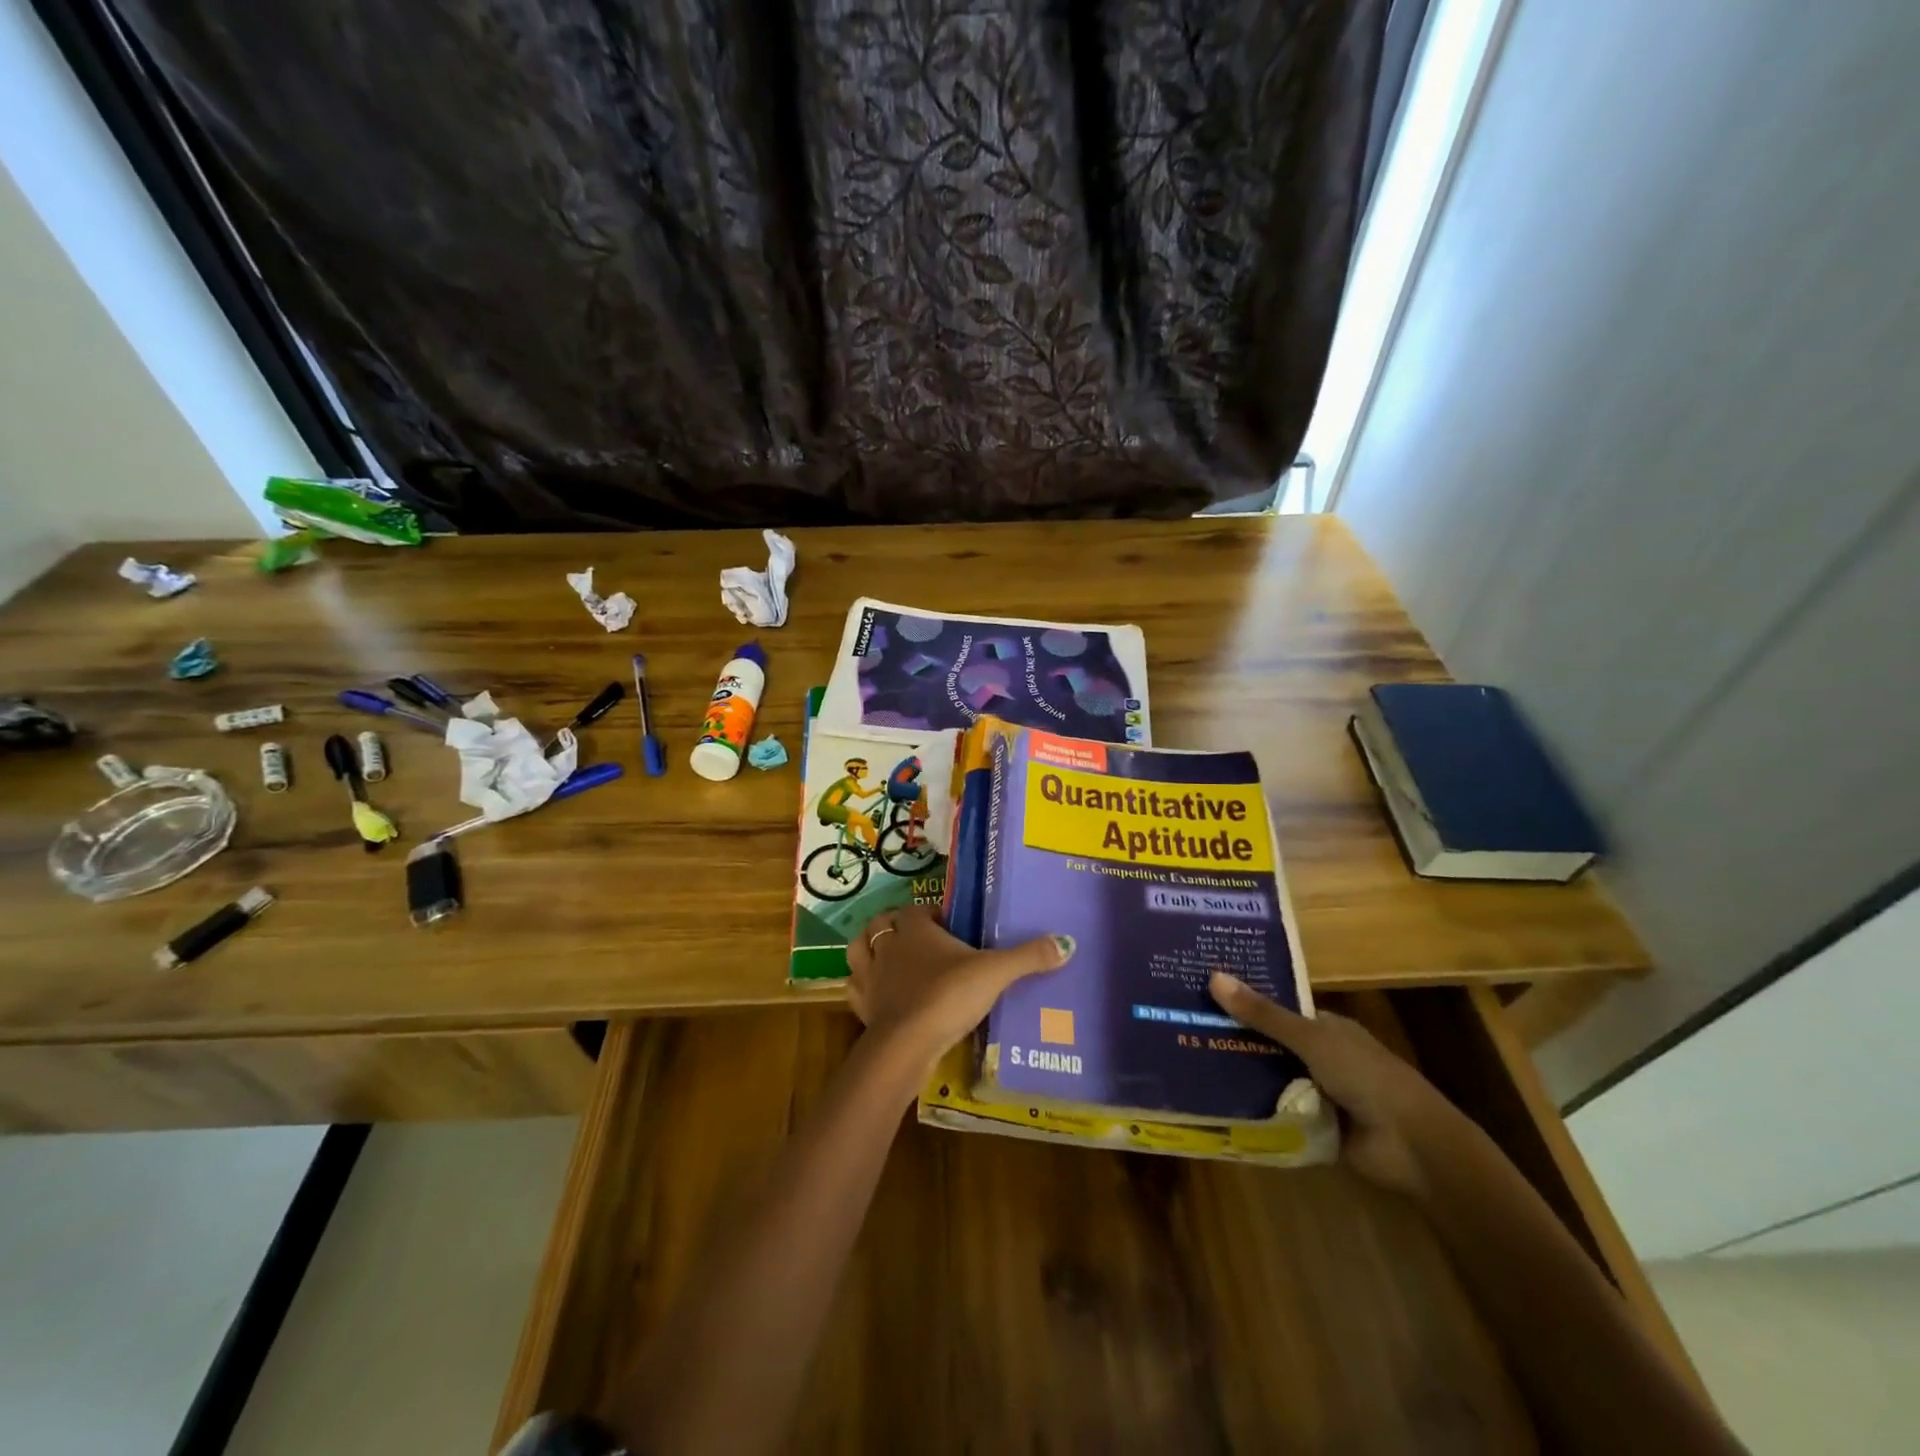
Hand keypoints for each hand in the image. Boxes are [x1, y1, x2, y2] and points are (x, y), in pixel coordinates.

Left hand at [846, 905, 1072, 1072]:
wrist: (906, 1043)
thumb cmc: (948, 995)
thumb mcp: (995, 973)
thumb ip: (1028, 957)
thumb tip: (1068, 942)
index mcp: (914, 928)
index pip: (917, 909)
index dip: (931, 913)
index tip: (948, 922)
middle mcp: (886, 945)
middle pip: (882, 924)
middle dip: (895, 926)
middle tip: (919, 938)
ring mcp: (870, 976)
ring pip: (860, 949)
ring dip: (870, 948)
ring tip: (890, 957)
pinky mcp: (861, 1006)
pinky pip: (855, 988)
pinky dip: (864, 986)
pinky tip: (877, 993)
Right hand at [1210, 972, 1457, 1196]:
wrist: (1412, 1147)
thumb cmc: (1366, 1077)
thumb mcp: (1311, 1039)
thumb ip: (1263, 1014)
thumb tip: (1213, 976)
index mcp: (1324, 1027)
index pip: (1274, 1008)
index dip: (1242, 1001)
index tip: (1200, 995)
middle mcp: (1318, 1055)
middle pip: (1267, 1043)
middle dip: (1233, 1039)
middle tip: (1183, 1028)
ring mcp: (1315, 1092)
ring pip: (1268, 1078)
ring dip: (1239, 1075)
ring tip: (1187, 1062)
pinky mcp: (1311, 1125)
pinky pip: (1274, 1112)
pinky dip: (1252, 1109)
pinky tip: (1211, 1102)